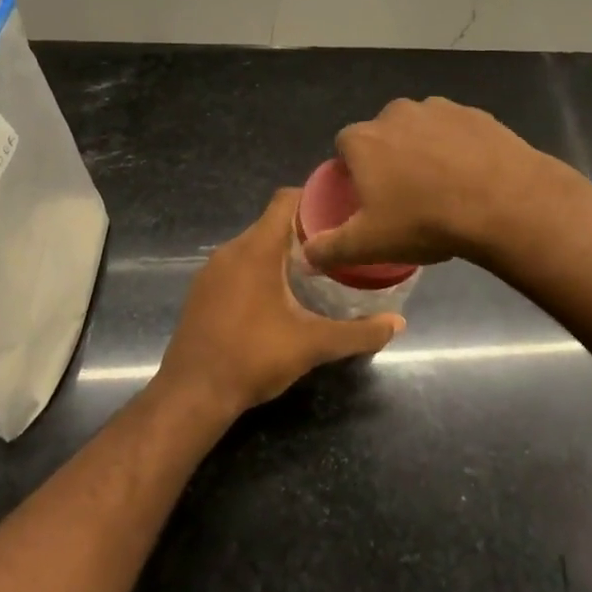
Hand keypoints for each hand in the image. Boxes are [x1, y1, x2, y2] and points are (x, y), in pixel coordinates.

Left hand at [157, 189, 404, 414]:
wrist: (192, 394)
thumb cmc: (254, 357)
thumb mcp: (313, 344)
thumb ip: (359, 332)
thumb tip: (399, 323)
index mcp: (257, 249)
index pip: (286, 200)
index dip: (314, 198)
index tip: (341, 210)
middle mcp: (231, 250)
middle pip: (272, 222)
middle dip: (304, 230)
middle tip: (337, 246)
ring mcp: (212, 270)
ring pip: (253, 245)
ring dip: (281, 252)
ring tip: (314, 271)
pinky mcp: (202, 290)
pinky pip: (236, 264)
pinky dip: (259, 269)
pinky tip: (277, 296)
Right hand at [303, 97, 559, 271]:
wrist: (502, 202)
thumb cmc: (425, 221)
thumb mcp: (370, 244)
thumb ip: (329, 248)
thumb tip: (304, 256)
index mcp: (364, 139)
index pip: (344, 147)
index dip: (353, 171)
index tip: (369, 196)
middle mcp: (396, 113)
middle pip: (383, 134)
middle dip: (390, 157)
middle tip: (407, 194)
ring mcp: (438, 109)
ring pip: (421, 129)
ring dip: (425, 149)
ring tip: (443, 186)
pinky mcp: (475, 113)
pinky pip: (456, 131)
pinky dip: (458, 147)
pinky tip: (471, 176)